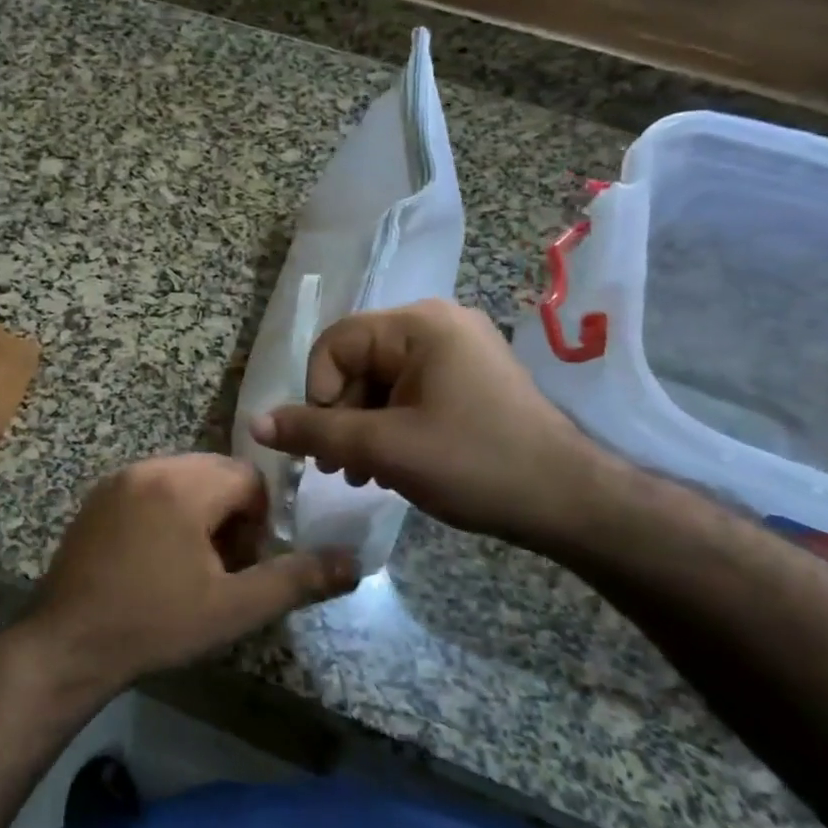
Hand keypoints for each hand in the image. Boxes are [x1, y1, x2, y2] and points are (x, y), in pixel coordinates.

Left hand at [21, 455, 358, 694]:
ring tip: (189, 566)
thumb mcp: (233, 608)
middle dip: (230, 514)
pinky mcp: (98, 497)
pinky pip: (150, 487)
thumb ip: (295, 579)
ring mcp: (119, 480)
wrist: (69, 643)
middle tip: (220, 566)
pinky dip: (166, 511)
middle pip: (215, 473)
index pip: (248, 478)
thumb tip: (353, 562)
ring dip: (199, 512)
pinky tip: (154, 560)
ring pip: (183, 478)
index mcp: (184, 485)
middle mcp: (150, 467)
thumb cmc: (156, 624)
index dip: (259, 520)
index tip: (244, 564)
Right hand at [249, 299, 607, 548]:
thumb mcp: (385, 449)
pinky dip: (392, 425)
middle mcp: (438, 325)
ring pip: (381, 381)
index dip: (318, 393)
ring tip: (364, 474)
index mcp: (418, 325)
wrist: (571, 503)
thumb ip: (315, 432)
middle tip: (342, 469)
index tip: (328, 444)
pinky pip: (410, 392)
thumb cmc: (475, 464)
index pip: (336, 345)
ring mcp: (459, 350)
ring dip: (363, 425)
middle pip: (357, 362)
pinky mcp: (471, 378)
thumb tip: (256, 424)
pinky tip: (392, 464)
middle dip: (341, 415)